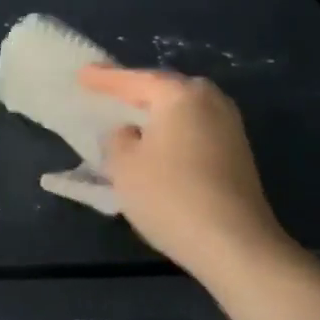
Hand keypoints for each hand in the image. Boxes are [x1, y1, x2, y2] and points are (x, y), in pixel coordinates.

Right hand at [78, 66, 292, 284]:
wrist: (236, 245)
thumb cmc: (172, 197)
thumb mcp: (125, 167)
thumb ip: (116, 139)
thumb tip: (128, 132)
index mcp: (181, 94)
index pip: (134, 80)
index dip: (104, 79)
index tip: (82, 74)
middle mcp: (210, 100)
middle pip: (163, 89)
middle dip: (135, 92)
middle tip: (107, 93)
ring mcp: (230, 126)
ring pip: (182, 110)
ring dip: (156, 114)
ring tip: (130, 118)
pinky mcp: (238, 153)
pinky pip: (194, 130)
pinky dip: (173, 132)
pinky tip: (158, 145)